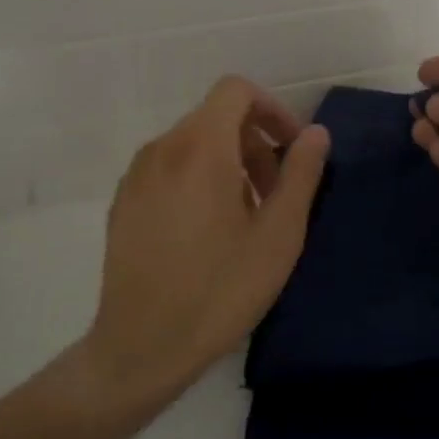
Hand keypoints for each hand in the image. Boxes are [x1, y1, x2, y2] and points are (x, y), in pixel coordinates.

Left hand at [84, 77, 328, 412]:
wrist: (142, 347)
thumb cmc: (220, 290)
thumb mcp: (279, 234)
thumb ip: (301, 174)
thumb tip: (316, 133)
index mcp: (201, 147)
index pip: (236, 91)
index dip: (272, 110)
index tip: (291, 150)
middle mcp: (162, 148)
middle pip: (216, 117)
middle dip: (254, 143)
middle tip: (275, 194)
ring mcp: (136, 175)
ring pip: (192, 143)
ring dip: (228, 162)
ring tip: (245, 217)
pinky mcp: (122, 202)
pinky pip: (168, 168)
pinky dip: (197, 178)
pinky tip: (207, 232)